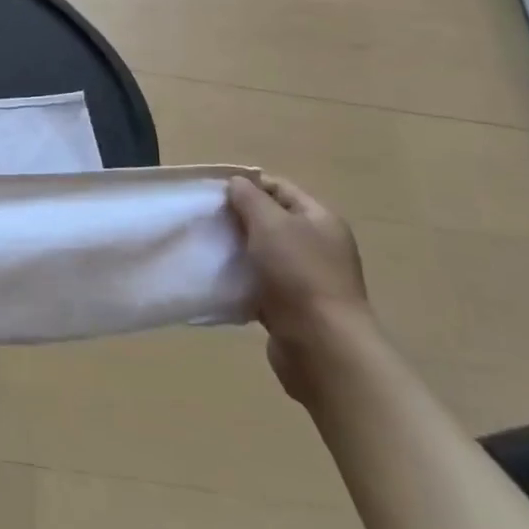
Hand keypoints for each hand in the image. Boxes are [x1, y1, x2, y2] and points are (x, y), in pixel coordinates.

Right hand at [227, 173, 370, 404]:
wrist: (321, 344)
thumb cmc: (298, 273)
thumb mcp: (270, 224)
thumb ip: (250, 198)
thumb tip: (237, 183)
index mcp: (320, 220)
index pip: (280, 188)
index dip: (248, 185)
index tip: (213, 192)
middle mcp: (317, 245)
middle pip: (272, 220)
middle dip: (238, 218)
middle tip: (206, 220)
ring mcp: (306, 278)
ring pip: (263, 253)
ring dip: (238, 250)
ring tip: (208, 248)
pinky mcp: (292, 306)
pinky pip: (261, 283)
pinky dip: (241, 280)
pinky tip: (219, 280)